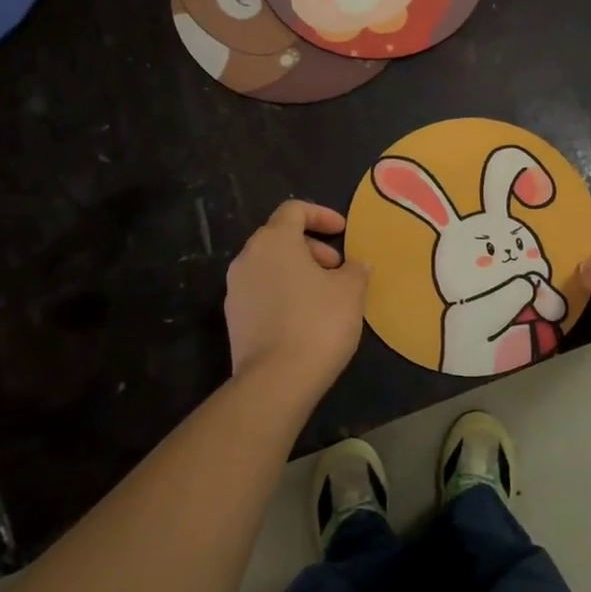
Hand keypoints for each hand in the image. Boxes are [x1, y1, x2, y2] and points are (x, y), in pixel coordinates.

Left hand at [225, 201, 368, 396]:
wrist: (276, 381)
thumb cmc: (318, 322)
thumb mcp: (350, 290)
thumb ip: (355, 269)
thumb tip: (355, 265)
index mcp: (273, 241)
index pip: (294, 210)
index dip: (321, 215)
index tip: (343, 232)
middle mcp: (247, 258)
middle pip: (280, 237)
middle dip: (312, 247)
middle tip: (338, 267)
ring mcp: (235, 290)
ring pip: (270, 266)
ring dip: (299, 271)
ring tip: (327, 294)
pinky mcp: (234, 319)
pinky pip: (262, 292)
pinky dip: (285, 292)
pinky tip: (307, 317)